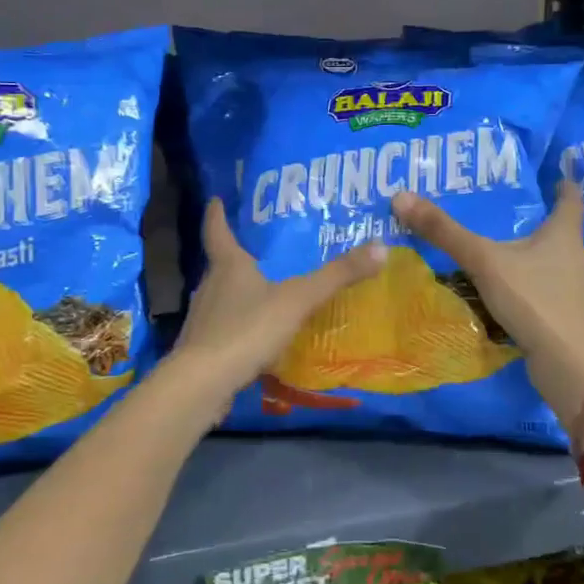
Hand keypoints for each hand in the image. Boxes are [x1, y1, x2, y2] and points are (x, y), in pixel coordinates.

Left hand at [171, 199, 386, 402]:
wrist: (203, 383)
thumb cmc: (247, 329)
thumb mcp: (298, 299)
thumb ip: (336, 276)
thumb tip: (380, 247)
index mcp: (228, 266)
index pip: (217, 230)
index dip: (216, 214)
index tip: (215, 200)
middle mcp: (210, 287)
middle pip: (221, 265)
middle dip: (237, 257)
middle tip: (259, 250)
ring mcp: (203, 319)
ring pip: (222, 297)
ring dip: (239, 293)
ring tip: (264, 292)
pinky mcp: (202, 349)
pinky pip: (224, 328)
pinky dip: (239, 326)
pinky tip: (257, 336)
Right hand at [391, 182, 583, 440]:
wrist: (570, 365)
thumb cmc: (533, 300)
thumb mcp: (483, 261)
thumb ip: (444, 232)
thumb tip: (401, 196)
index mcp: (564, 235)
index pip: (570, 199)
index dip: (563, 184)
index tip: (554, 175)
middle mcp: (577, 258)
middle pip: (562, 233)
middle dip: (539, 223)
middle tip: (508, 215)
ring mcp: (577, 292)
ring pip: (554, 265)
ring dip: (534, 259)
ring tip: (503, 255)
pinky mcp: (569, 319)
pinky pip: (548, 293)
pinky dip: (531, 289)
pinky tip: (510, 296)